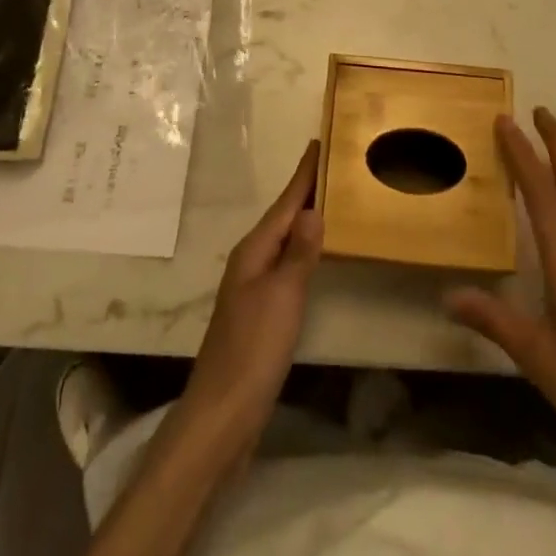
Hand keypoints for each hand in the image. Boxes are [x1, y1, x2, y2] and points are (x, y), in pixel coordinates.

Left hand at [178, 140, 322, 455]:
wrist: (222, 413)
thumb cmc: (254, 348)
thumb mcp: (283, 296)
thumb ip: (299, 252)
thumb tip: (313, 209)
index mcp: (254, 249)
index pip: (285, 202)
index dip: (304, 174)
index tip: (320, 142)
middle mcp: (250, 259)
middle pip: (283, 216)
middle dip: (305, 190)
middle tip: (333, 164)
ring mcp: (252, 285)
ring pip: (283, 238)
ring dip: (303, 217)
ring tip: (329, 198)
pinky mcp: (259, 310)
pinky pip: (284, 262)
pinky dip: (301, 247)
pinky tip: (312, 252)